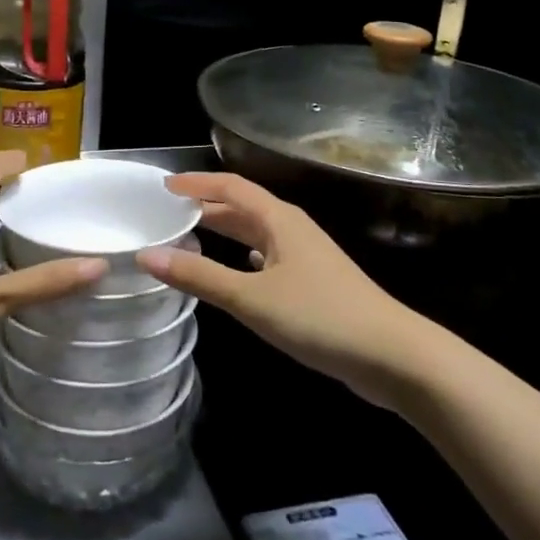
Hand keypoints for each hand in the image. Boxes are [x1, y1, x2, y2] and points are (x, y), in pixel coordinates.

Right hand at [136, 173, 425, 407]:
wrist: (392, 355)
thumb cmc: (319, 317)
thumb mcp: (252, 298)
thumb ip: (200, 277)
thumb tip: (147, 255)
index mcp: (278, 219)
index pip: (231, 186)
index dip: (196, 183)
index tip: (163, 187)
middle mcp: (291, 228)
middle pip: (242, 206)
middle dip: (206, 206)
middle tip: (167, 212)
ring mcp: (305, 255)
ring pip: (255, 232)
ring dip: (224, 230)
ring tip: (189, 236)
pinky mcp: (313, 281)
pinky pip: (268, 255)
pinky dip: (244, 255)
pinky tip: (237, 268)